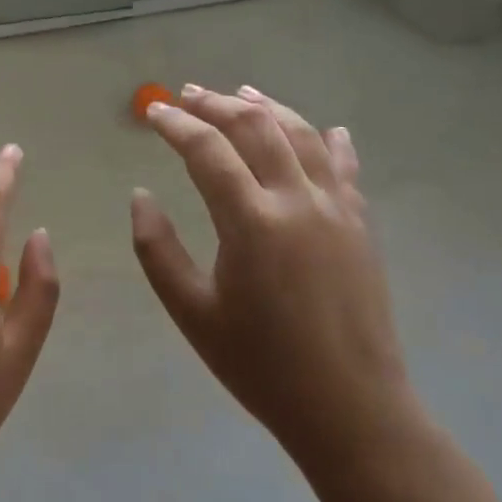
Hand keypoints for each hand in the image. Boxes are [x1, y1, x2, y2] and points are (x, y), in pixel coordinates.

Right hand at [130, 85, 414, 478]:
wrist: (351, 409)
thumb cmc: (260, 364)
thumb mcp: (192, 311)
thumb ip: (157, 248)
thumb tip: (140, 195)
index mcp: (252, 222)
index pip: (207, 150)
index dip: (176, 124)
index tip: (152, 112)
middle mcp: (297, 201)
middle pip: (256, 128)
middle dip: (216, 105)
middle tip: (187, 95)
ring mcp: (336, 210)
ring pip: (301, 135)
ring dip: (268, 107)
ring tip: (241, 92)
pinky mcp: (361, 226)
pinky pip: (344, 168)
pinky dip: (328, 141)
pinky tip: (324, 128)